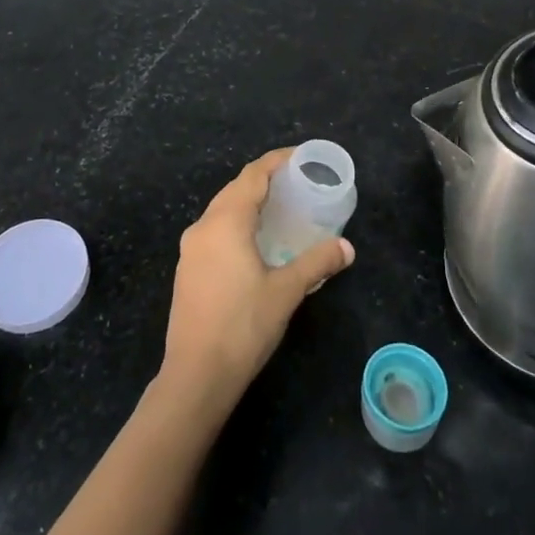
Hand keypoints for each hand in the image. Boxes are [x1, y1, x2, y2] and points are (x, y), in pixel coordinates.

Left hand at [159, 149, 354, 415]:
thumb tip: (347, 248)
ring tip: (280, 210)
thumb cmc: (243, 326)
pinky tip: (255, 243)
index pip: (252, 175)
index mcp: (225, 222)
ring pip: (222, 211)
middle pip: (235, 189)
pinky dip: (237, 224)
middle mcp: (203, 227)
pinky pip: (215, 231)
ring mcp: (190, 249)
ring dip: (249, 203)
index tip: (302, 158)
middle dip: (264, 180)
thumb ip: (317, 263)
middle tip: (297, 183)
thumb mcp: (286, 291)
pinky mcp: (187, 270)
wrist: (196, 376)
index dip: (277, 161)